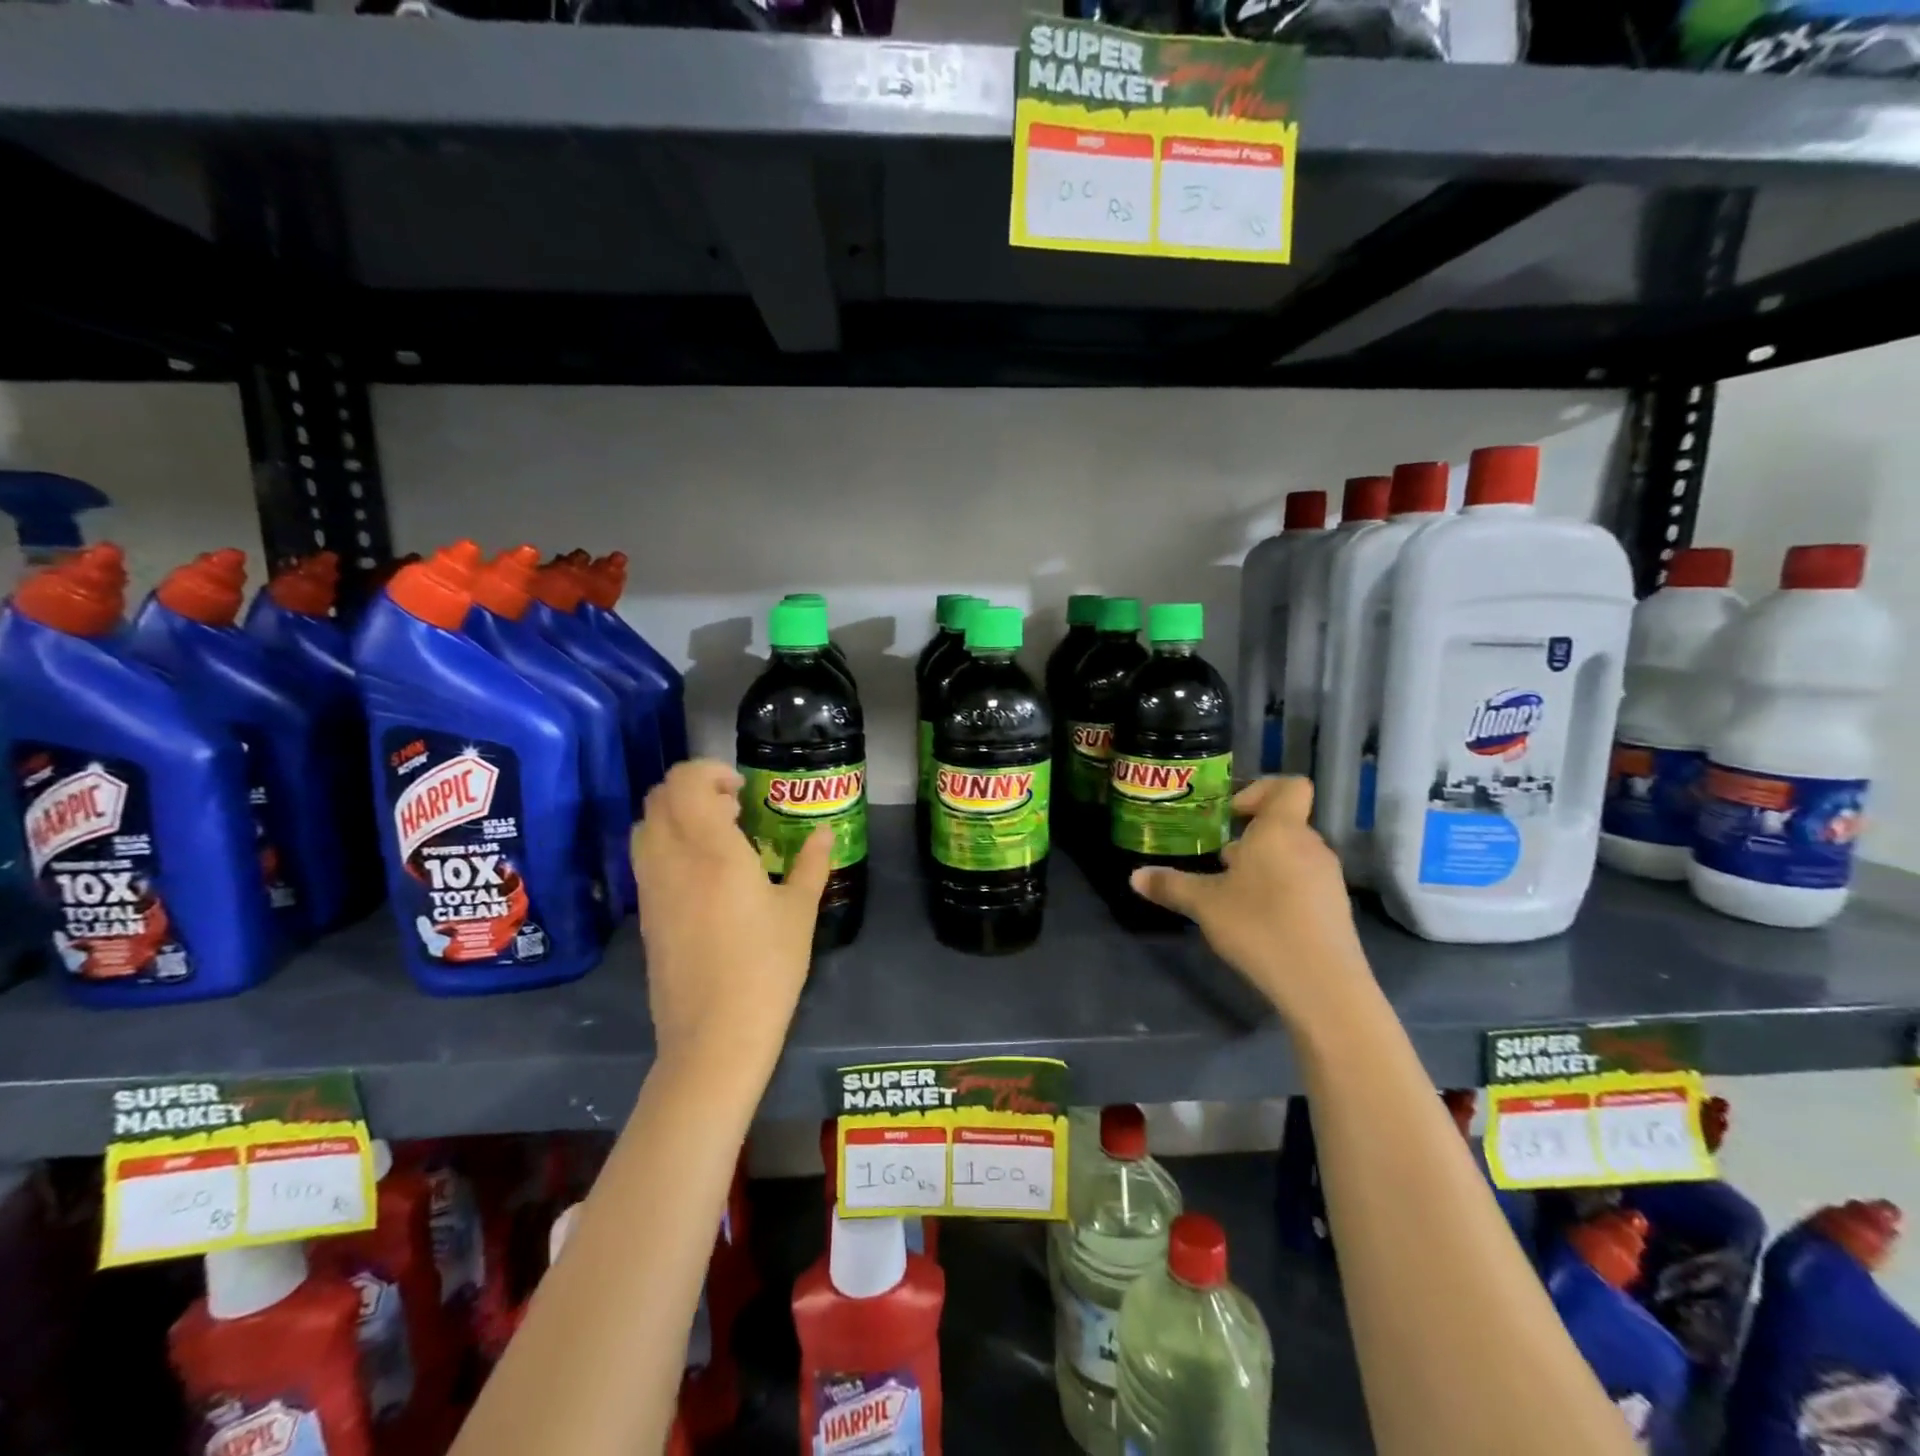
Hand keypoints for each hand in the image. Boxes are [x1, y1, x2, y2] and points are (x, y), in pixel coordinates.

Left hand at [632, 760, 830, 1064]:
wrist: (714, 1035)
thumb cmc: (766, 967)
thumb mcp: (799, 911)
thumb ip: (811, 863)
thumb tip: (822, 831)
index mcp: (712, 850)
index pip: (685, 782)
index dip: (709, 771)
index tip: (741, 790)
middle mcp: (672, 859)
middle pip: (659, 797)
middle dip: (694, 789)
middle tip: (733, 810)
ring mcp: (651, 888)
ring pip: (645, 826)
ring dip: (676, 816)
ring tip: (717, 838)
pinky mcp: (644, 914)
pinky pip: (645, 858)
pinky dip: (667, 845)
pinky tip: (703, 875)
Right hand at [1129, 776, 1371, 1027]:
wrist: (1323, 985)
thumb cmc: (1260, 925)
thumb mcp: (1204, 904)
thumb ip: (1171, 885)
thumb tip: (1135, 876)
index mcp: (1281, 830)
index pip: (1289, 786)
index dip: (1260, 790)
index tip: (1231, 814)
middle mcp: (1310, 846)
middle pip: (1285, 823)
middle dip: (1251, 836)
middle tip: (1219, 858)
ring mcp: (1327, 878)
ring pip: (1293, 854)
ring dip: (1264, 864)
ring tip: (1233, 891)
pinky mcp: (1334, 909)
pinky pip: (1304, 882)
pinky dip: (1281, 889)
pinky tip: (1258, 918)